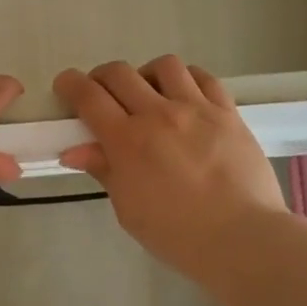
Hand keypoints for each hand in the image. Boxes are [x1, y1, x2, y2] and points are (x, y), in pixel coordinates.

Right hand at [55, 56, 285, 274]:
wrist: (241, 238)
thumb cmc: (176, 234)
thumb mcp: (128, 209)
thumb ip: (104, 171)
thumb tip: (75, 150)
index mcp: (127, 141)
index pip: (88, 97)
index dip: (70, 84)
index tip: (65, 86)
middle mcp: (159, 114)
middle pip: (119, 74)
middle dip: (101, 78)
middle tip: (101, 95)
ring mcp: (197, 109)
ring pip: (163, 66)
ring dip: (146, 75)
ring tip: (148, 94)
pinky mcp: (228, 112)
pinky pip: (203, 78)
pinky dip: (186, 79)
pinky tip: (184, 96)